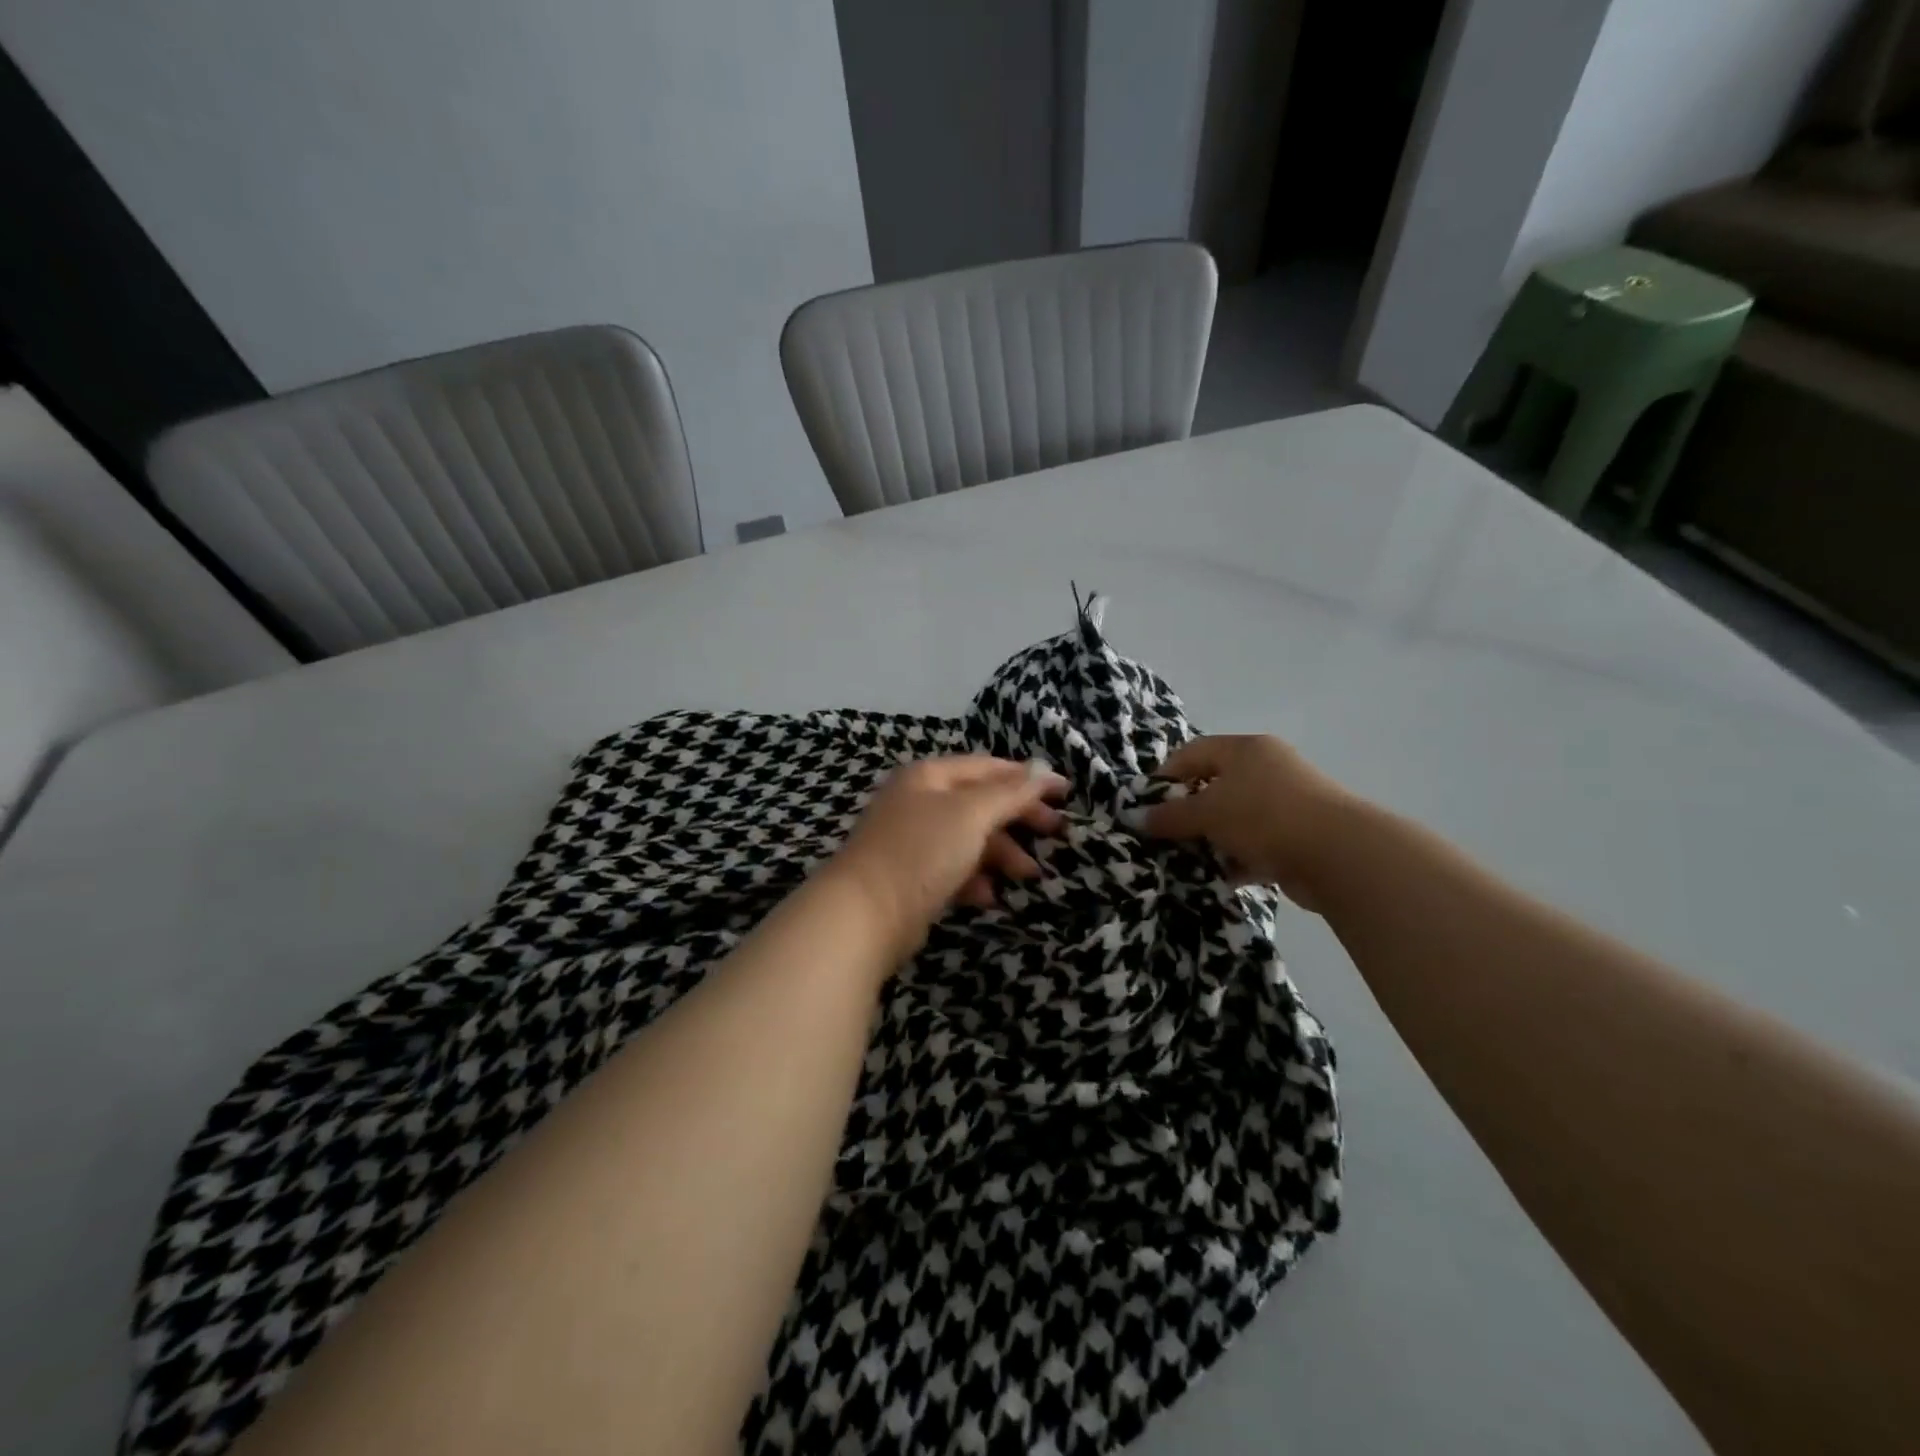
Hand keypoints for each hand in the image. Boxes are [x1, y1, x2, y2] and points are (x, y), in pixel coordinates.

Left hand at [826, 756, 1068, 958]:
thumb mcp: (971, 814)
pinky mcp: (912, 877)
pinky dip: (976, 879)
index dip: (1027, 778)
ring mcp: (913, 841)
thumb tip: (1044, 770)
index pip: (988, 767)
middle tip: (1056, 833)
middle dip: (1018, 818)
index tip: (1065, 794)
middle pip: (981, 803)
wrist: (864, 914)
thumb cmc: (921, 851)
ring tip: (1027, 875)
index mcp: (930, 776)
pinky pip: (954, 869)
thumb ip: (1009, 792)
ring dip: (1002, 854)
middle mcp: (919, 801)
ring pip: (970, 839)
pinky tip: (989, 897)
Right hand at [1143, 735, 1356, 909]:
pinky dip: (1238, 858)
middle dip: (1188, 812)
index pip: (1193, 752)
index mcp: (1245, 749)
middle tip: (1165, 835)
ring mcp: (1286, 803)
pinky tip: (1220, 877)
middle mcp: (1267, 768)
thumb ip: (1170, 816)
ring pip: (1235, 818)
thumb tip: (1137, 818)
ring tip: (1187, 861)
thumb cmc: (1264, 816)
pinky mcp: (1299, 836)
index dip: (1165, 775)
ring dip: (1212, 839)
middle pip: (1214, 785)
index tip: (1146, 805)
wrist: (1338, 855)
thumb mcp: (1207, 813)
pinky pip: (1256, 844)